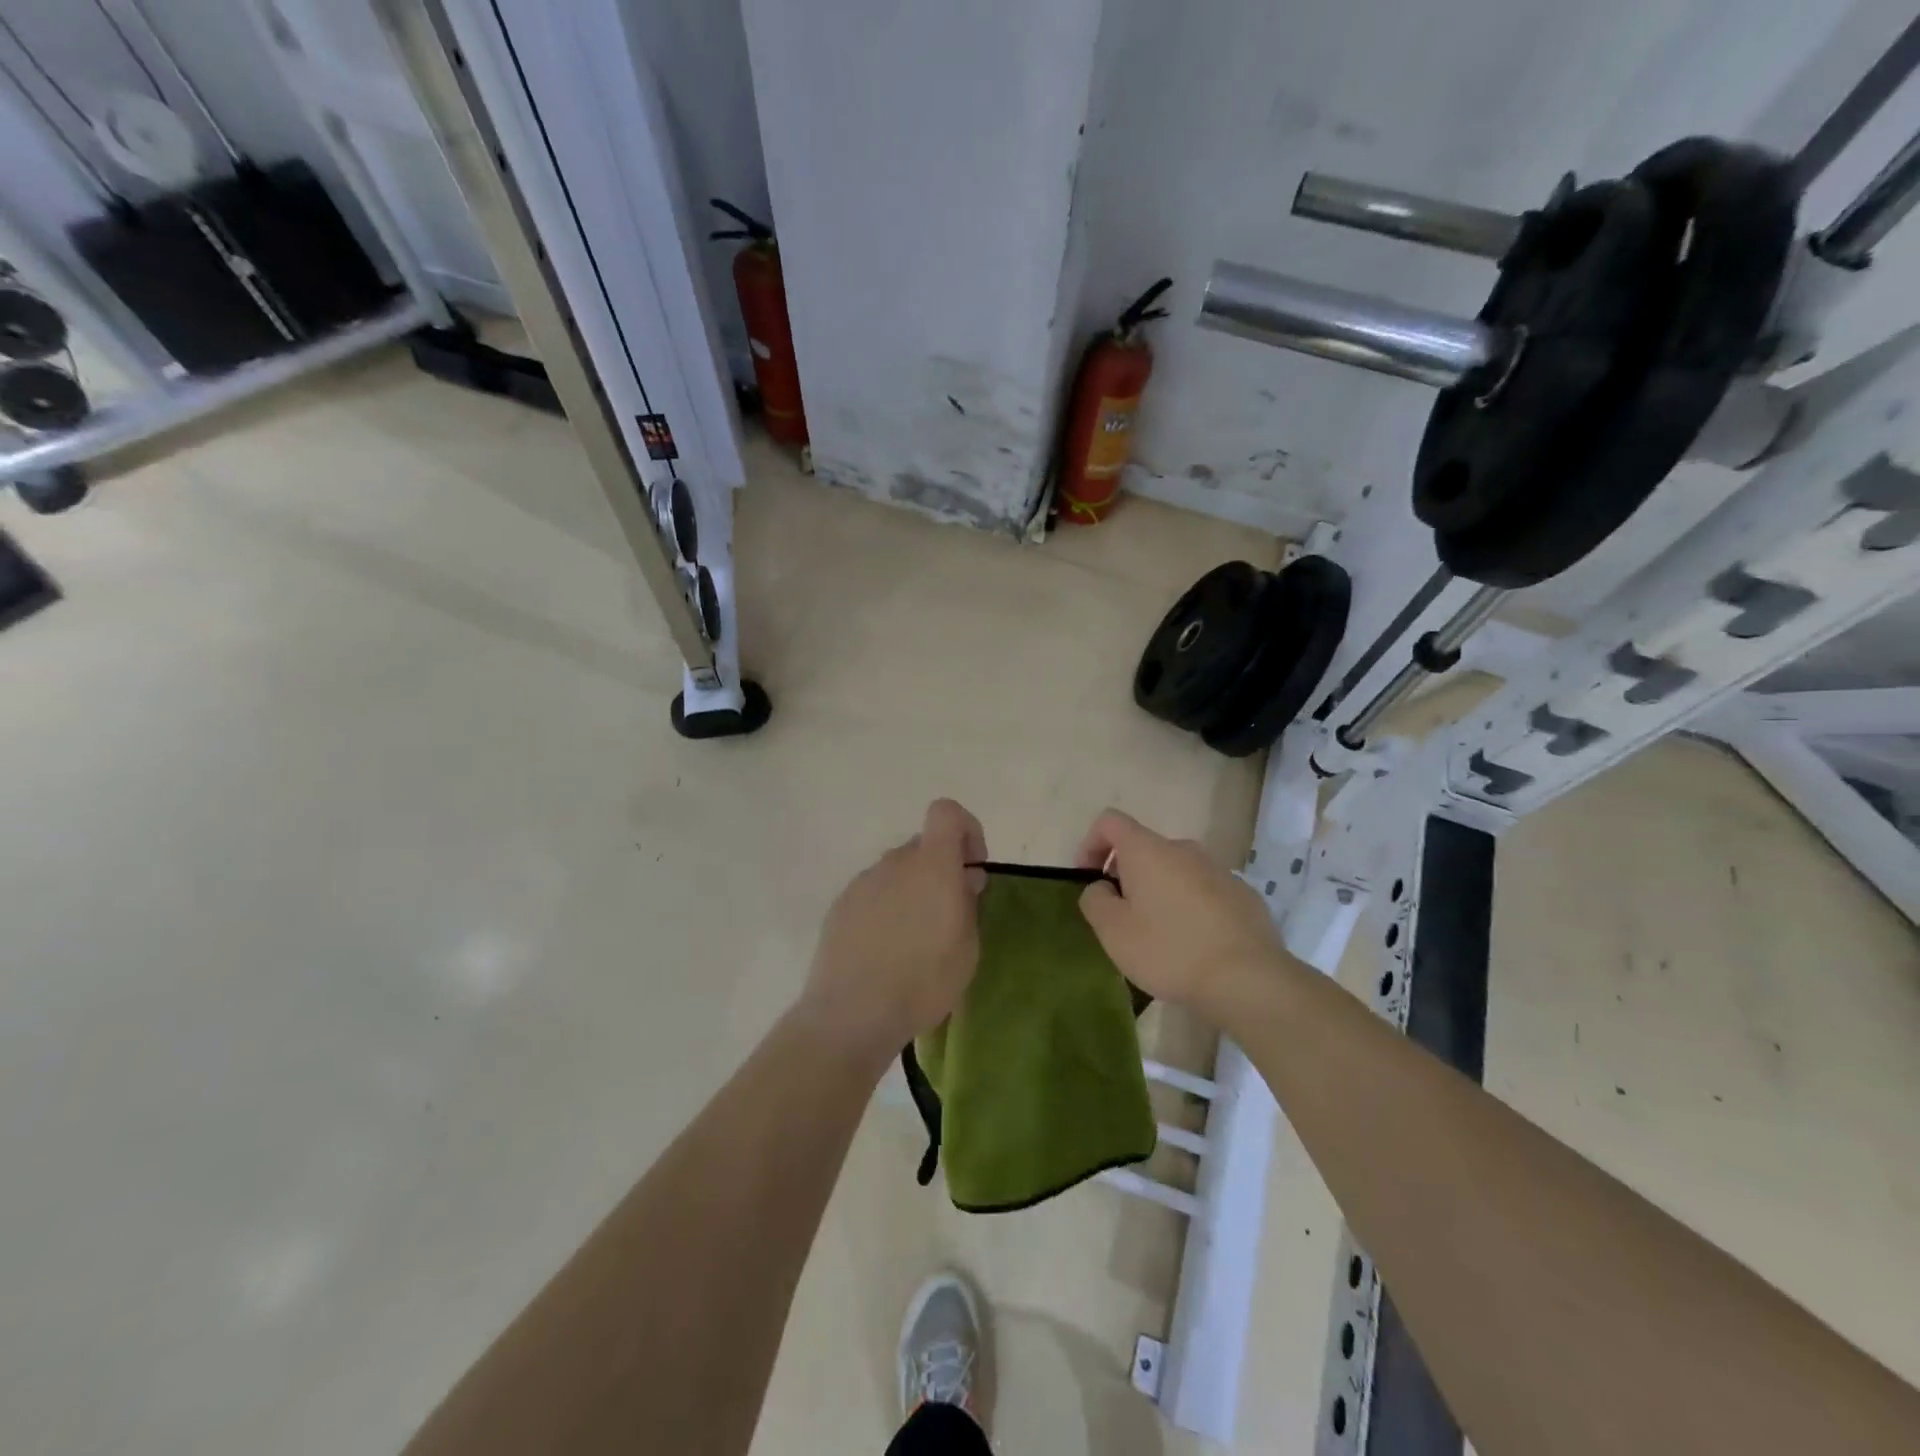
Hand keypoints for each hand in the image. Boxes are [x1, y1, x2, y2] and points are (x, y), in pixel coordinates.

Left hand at [798, 799, 987, 1059]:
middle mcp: (894, 863)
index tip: (971, 869)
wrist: (850, 1015)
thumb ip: (968, 903)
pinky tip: (884, 950)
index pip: (947, 812)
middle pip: (923, 847)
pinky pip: (873, 894)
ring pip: (897, 873)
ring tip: (913, 941)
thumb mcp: (967, 948)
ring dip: (912, 892)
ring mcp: (862, 883)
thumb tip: (964, 878)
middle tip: (947, 917)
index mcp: (931, 866)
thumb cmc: (922, 982)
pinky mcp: (840, 906)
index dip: (966, 830)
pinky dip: (885, 909)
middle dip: (940, 870)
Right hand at [1075, 809, 1283, 1012]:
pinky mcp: (1244, 895)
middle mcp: (1184, 849)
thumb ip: (1095, 900)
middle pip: (1144, 849)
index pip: (1110, 821)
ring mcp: (1219, 870)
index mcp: (1148, 851)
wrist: (1249, 980)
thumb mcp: (1113, 931)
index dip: (1090, 844)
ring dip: (1159, 893)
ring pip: (1175, 872)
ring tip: (1158, 936)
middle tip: (1121, 918)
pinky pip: (1204, 891)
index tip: (1088, 880)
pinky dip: (1189, 908)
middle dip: (1125, 875)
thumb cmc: (1170, 950)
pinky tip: (1194, 945)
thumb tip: (1101, 887)